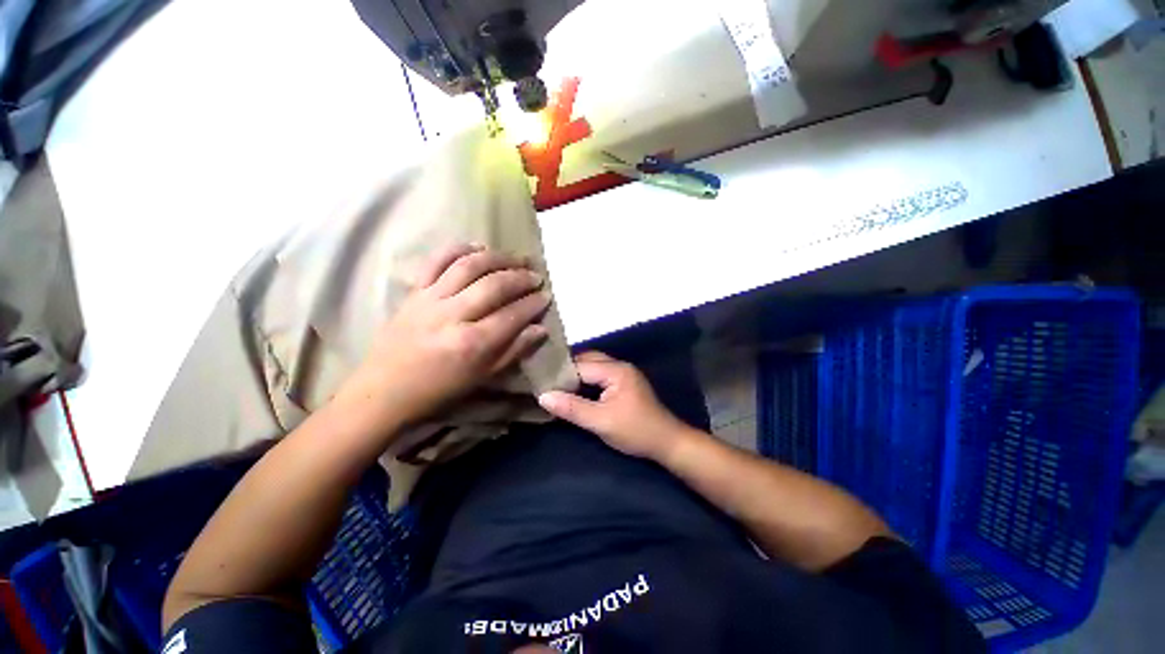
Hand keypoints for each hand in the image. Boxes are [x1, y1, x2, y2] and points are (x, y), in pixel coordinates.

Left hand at [340, 244, 550, 430]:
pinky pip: (436, 261)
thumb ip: (514, 351)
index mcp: (472, 343)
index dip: (533, 304)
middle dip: (520, 278)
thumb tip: (540, 329)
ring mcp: (430, 299)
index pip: (512, 315)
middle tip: (536, 276)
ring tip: (516, 258)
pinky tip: (478, 246)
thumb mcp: (483, 377)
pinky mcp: (414, 291)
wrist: (385, 389)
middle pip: (494, 286)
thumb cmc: (440, 389)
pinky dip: (458, 249)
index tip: (546, 297)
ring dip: (498, 258)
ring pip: (469, 267)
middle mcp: (453, 316)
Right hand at [538, 352, 693, 460]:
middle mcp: (620, 365)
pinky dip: (586, 380)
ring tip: (557, 386)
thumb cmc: (635, 431)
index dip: (560, 374)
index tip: (540, 383)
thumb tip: (543, 396)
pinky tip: (575, 390)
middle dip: (568, 370)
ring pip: (594, 366)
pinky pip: (600, 374)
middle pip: (588, 359)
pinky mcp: (624, 383)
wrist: (667, 442)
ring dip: (577, 374)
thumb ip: (572, 408)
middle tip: (547, 382)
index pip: (581, 365)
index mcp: (616, 370)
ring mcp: (623, 373)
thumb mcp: (601, 422)